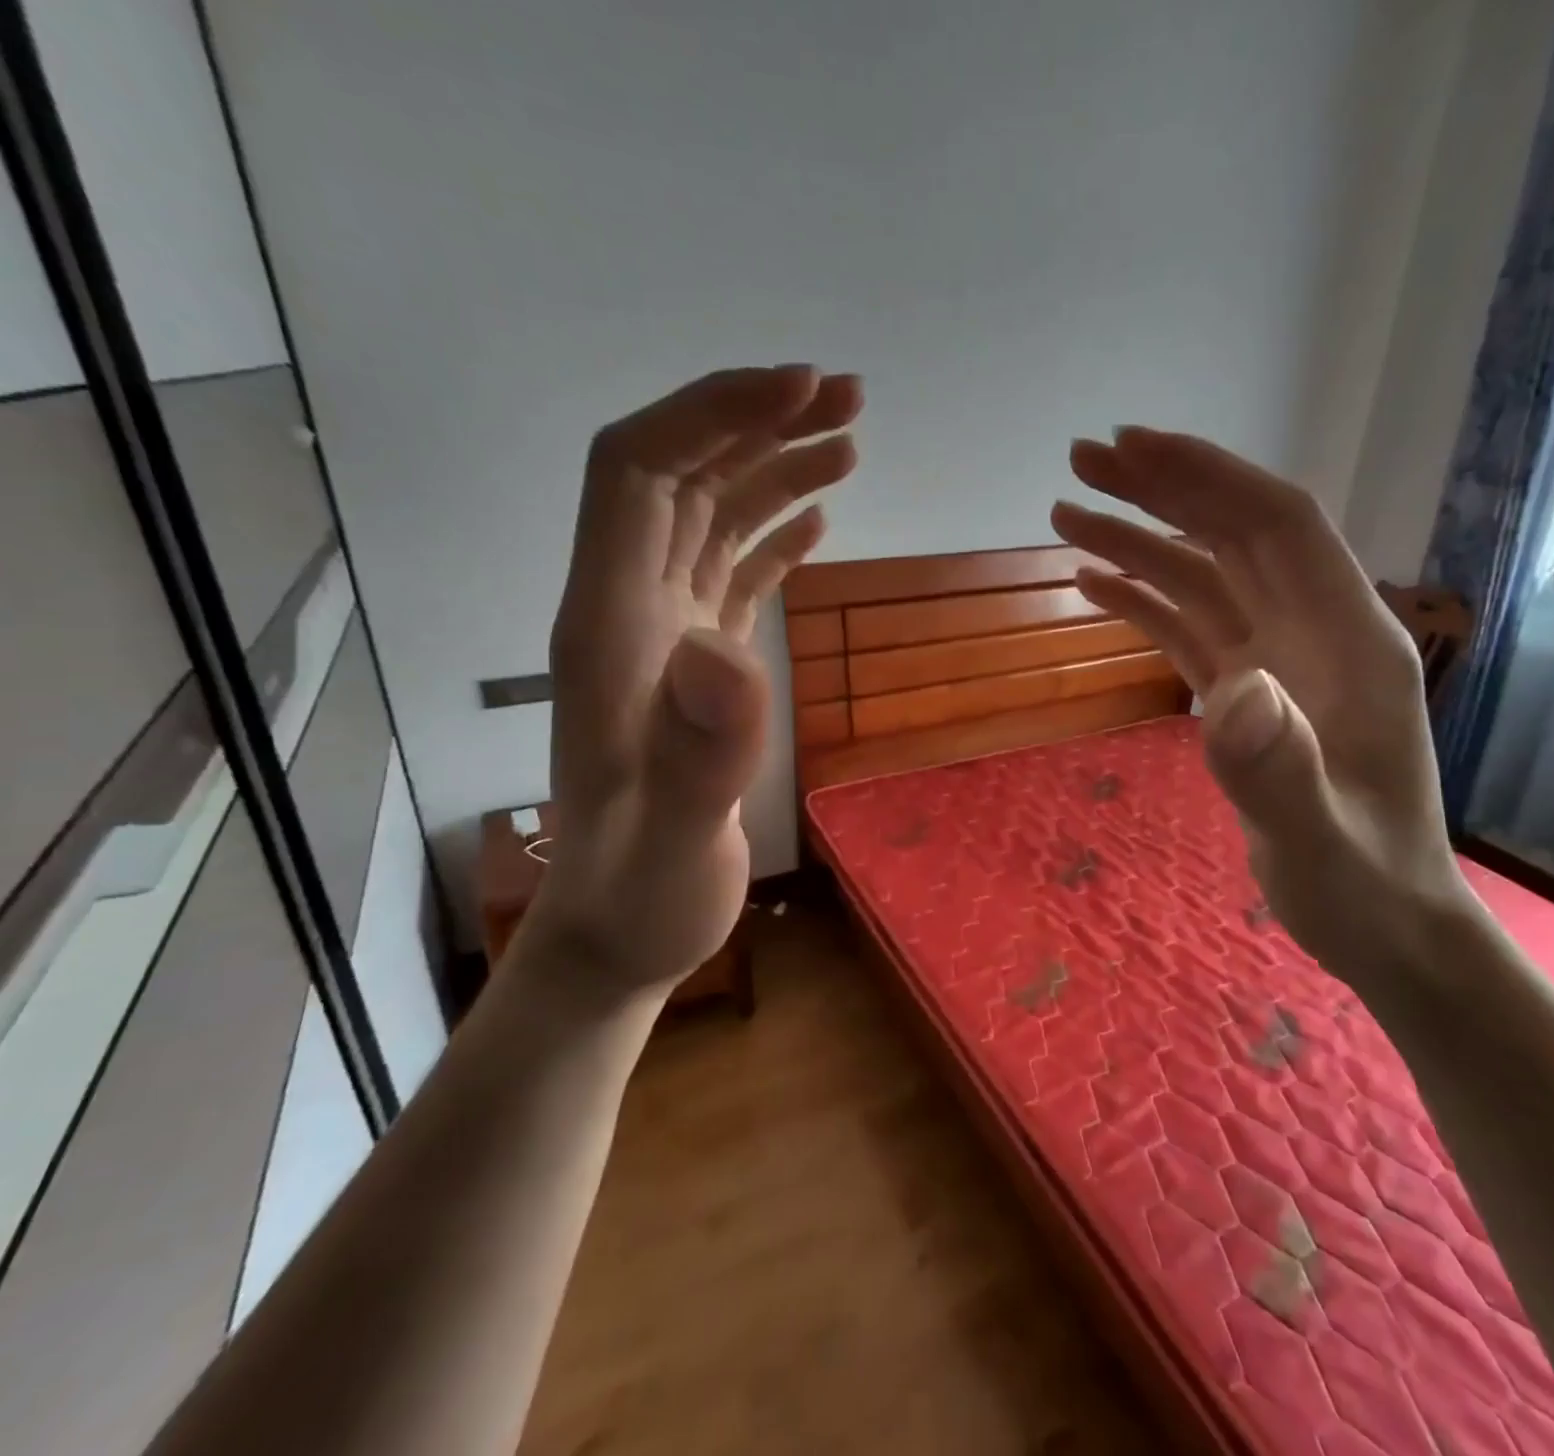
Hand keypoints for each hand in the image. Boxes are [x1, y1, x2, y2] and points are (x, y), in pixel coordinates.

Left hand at [522, 365, 861, 1008]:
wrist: (619, 935)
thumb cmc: (642, 899)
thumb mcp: (674, 844)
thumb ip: (700, 755)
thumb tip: (728, 652)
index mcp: (609, 626)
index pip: (638, 471)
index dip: (710, 414)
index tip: (800, 391)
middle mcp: (628, 611)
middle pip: (679, 475)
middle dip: (756, 421)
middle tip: (848, 398)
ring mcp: (662, 637)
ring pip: (709, 516)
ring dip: (772, 468)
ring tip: (848, 442)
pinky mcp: (694, 668)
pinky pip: (728, 571)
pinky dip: (770, 532)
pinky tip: (814, 518)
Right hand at [1051, 428, 1472, 993]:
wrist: (1385, 925)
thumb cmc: (1364, 886)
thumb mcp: (1319, 842)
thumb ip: (1278, 769)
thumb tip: (1231, 689)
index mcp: (1350, 642)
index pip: (1278, 527)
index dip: (1208, 477)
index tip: (1132, 449)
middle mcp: (1314, 632)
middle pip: (1233, 534)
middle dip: (1161, 489)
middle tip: (1081, 463)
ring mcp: (1279, 660)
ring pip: (1205, 576)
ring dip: (1140, 540)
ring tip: (1067, 515)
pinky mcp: (1249, 690)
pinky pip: (1192, 626)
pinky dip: (1144, 600)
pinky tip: (1095, 585)